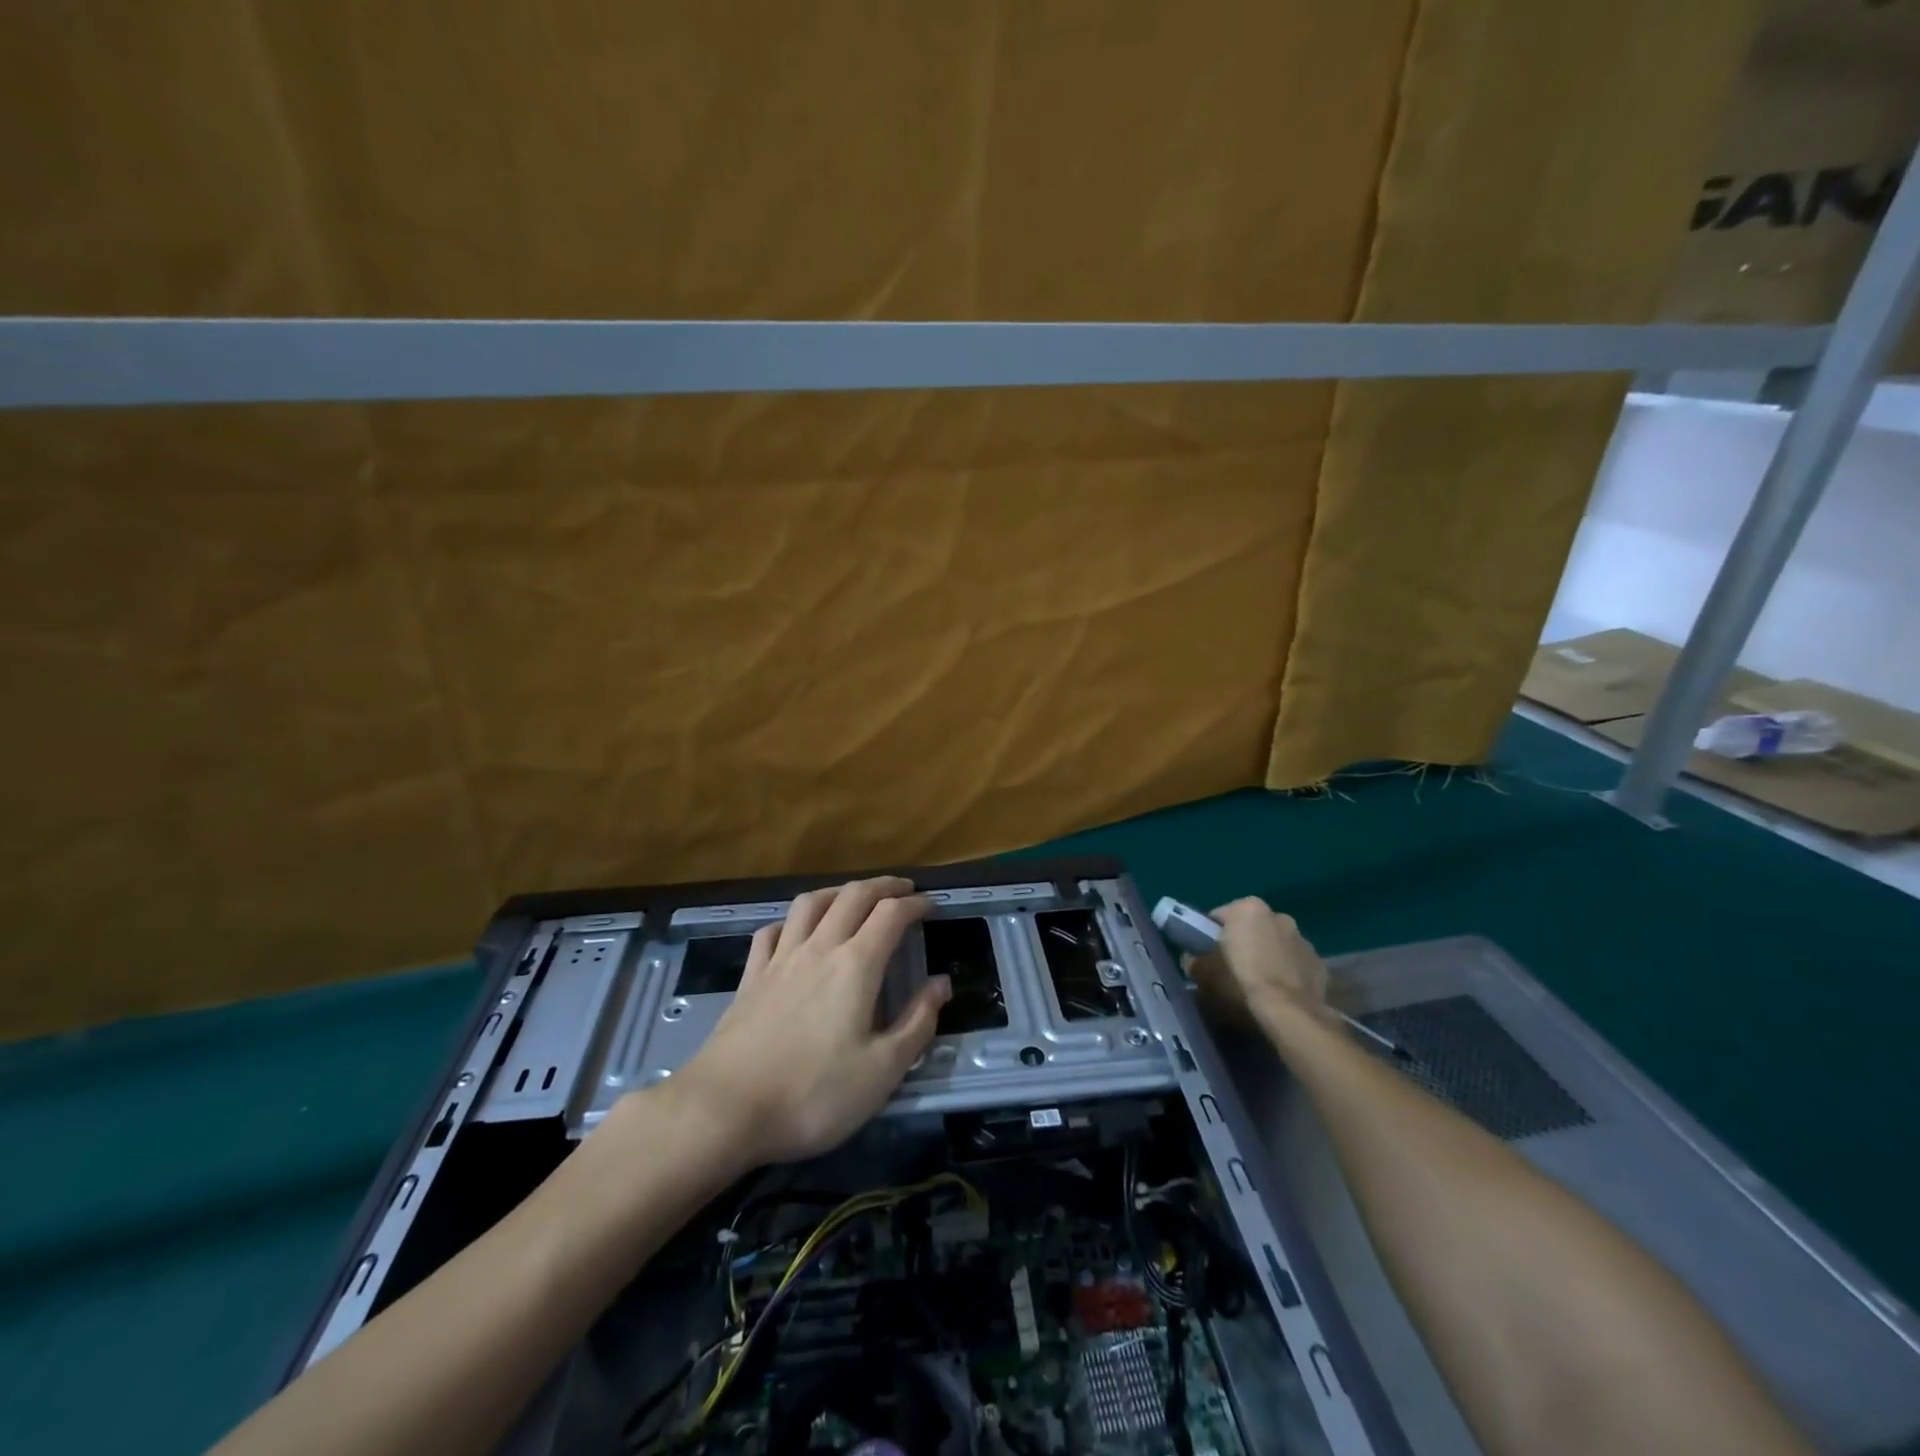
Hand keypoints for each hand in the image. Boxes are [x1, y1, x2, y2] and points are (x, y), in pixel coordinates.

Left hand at [672, 876, 948, 1167]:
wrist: (725, 1110)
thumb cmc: (814, 1094)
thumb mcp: (882, 1071)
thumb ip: (917, 1023)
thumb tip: (941, 983)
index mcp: (855, 965)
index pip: (891, 914)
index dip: (916, 903)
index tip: (933, 905)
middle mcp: (818, 949)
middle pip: (852, 896)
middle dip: (883, 886)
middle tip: (903, 889)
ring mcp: (779, 960)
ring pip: (809, 904)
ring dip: (837, 892)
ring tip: (852, 898)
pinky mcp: (750, 978)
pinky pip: (771, 931)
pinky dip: (791, 921)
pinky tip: (794, 931)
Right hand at [1188, 896, 1334, 1037]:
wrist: (1290, 1014)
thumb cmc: (1241, 982)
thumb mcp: (1203, 971)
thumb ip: (1194, 959)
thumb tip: (1194, 959)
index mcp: (1248, 907)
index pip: (1219, 917)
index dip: (1209, 936)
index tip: (1206, 956)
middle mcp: (1279, 915)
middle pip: (1250, 929)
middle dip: (1242, 944)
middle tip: (1230, 971)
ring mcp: (1303, 940)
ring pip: (1275, 946)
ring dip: (1266, 958)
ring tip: (1257, 986)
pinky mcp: (1319, 965)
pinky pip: (1294, 965)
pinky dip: (1286, 974)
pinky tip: (1278, 995)